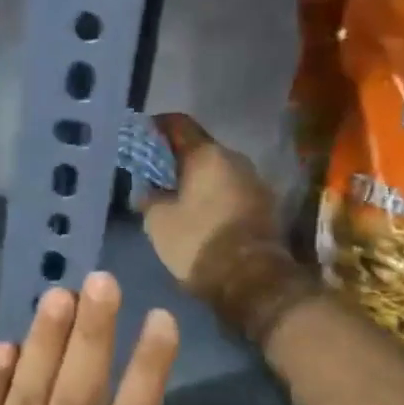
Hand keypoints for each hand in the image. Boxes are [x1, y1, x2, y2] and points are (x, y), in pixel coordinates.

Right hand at [143, 113, 325, 347]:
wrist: (252, 280)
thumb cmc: (198, 243)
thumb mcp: (158, 221)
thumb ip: (149, 197)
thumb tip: (146, 189)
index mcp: (208, 154)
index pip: (178, 124)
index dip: (155, 127)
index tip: (139, 137)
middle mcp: (236, 159)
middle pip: (199, 149)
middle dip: (175, 159)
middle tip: (152, 174)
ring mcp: (254, 182)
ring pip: (216, 171)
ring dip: (196, 180)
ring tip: (173, 197)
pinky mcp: (264, 206)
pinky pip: (230, 191)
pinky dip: (212, 197)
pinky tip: (196, 214)